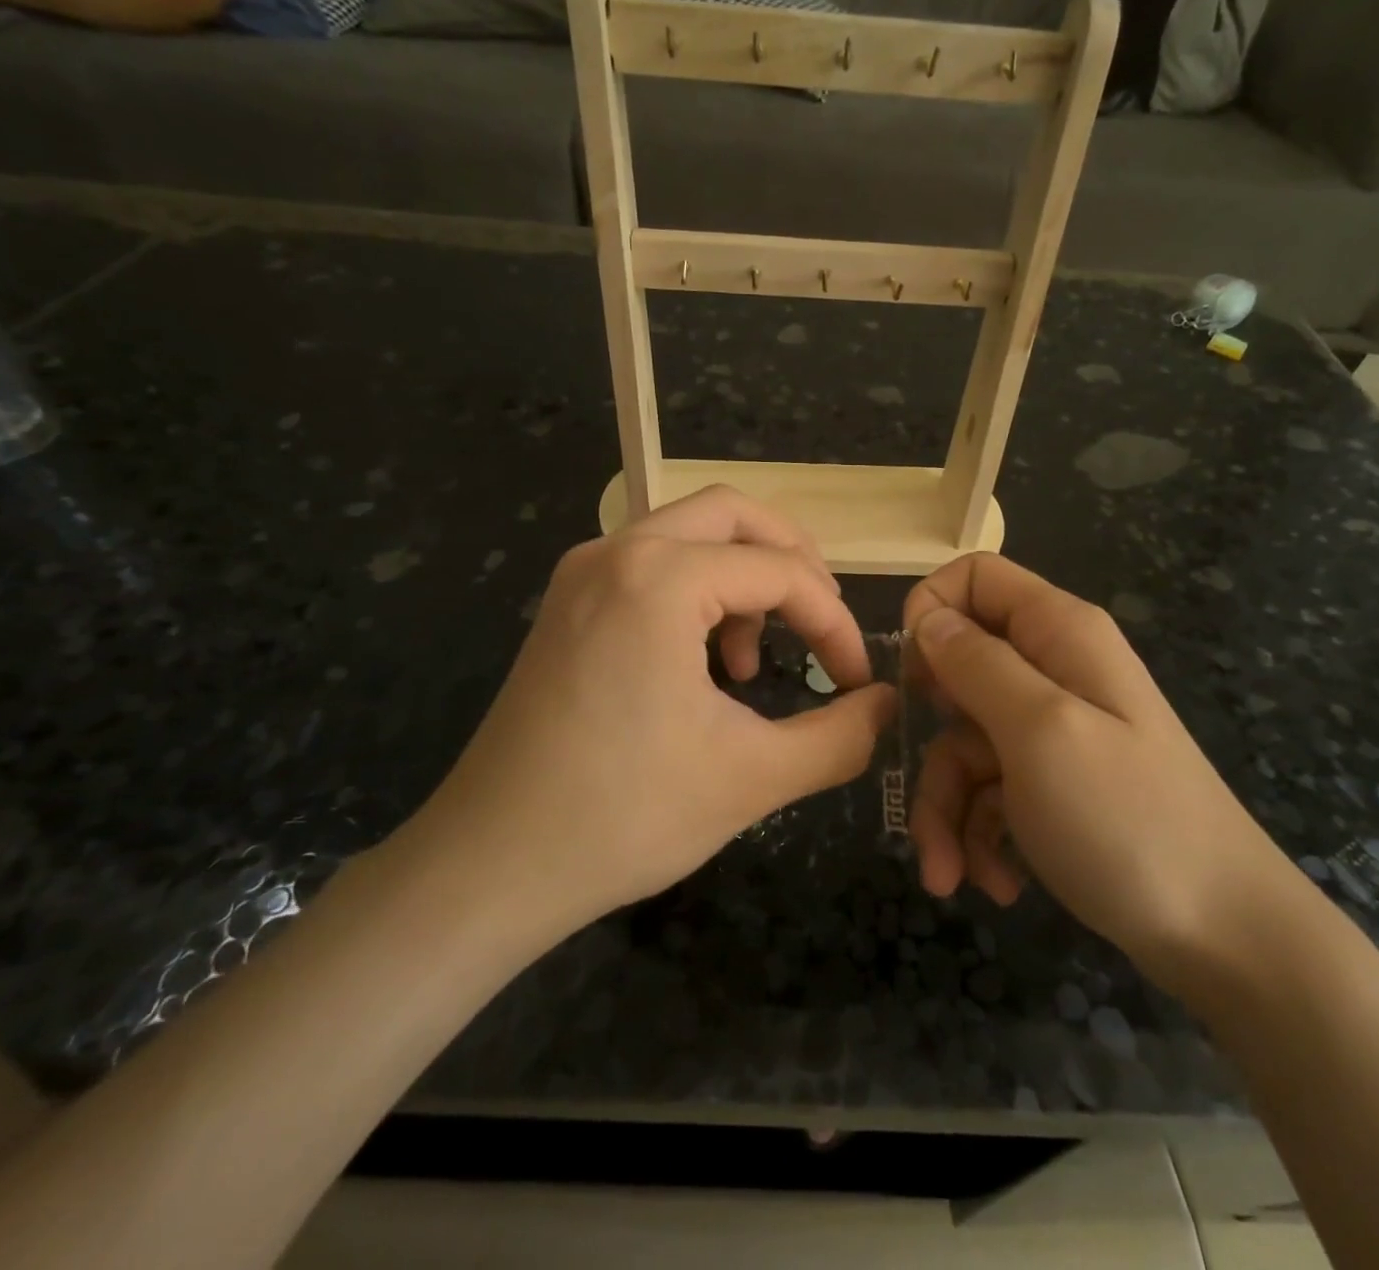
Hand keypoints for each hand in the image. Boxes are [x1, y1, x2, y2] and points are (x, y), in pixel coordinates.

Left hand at [411, 487, 896, 928]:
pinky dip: (696, 591)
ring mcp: (582, 573)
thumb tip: (888, 705)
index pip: (782, 572)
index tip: (856, 681)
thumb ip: (840, 736)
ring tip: (755, 656)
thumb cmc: (624, 816)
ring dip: (742, 575)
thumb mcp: (753, 777)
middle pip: (733, 513)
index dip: (834, 623)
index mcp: (660, 577)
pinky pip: (650, 565)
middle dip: (792, 559)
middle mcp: (617, 552)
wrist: (490, 865)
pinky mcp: (566, 604)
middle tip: (822, 618)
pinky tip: (704, 662)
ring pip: (688, 532)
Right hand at [903, 554, 1299, 988]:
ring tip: (950, 876)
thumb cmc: (1127, 819)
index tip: (912, 677)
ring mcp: (1055, 729)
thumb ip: (977, 664)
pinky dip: (980, 834)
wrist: (1225, 936)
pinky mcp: (1053, 783)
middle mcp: (1055, 670)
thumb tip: (927, 620)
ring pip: (965, 743)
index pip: (975, 577)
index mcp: (1059, 633)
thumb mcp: (1038, 730)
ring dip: (947, 810)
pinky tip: (997, 882)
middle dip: (931, 740)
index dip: (931, 611)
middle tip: (923, 788)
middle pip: (959, 672)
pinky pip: (990, 788)